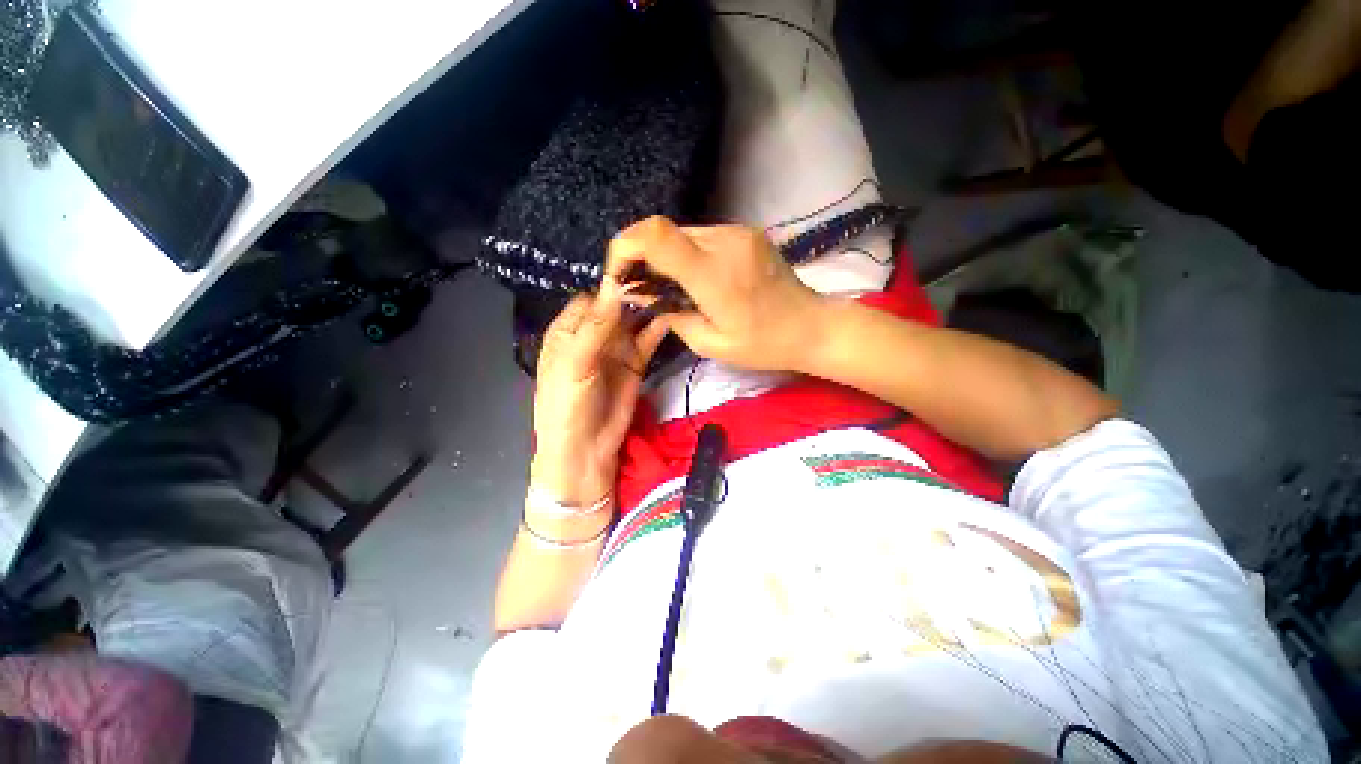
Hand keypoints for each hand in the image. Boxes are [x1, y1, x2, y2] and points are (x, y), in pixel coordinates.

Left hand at [531, 279, 667, 506]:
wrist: (586, 450)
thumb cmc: (568, 405)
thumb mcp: (575, 363)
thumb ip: (596, 325)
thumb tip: (613, 283)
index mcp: (568, 331)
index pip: (591, 298)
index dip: (611, 286)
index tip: (637, 269)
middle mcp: (593, 335)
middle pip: (616, 306)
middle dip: (635, 292)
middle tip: (664, 272)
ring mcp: (616, 348)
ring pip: (634, 320)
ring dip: (650, 307)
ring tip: (674, 287)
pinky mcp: (636, 362)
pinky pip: (648, 339)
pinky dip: (660, 327)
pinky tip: (674, 313)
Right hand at [607, 216, 827, 372]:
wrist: (812, 326)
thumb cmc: (763, 344)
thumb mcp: (711, 344)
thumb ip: (673, 317)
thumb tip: (646, 300)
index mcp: (713, 273)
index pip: (655, 236)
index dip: (625, 245)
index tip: (618, 273)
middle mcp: (724, 241)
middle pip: (664, 232)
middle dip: (641, 256)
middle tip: (639, 288)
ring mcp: (737, 232)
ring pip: (683, 233)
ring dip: (665, 256)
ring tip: (666, 286)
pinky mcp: (746, 233)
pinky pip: (703, 236)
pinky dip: (686, 254)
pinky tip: (692, 278)